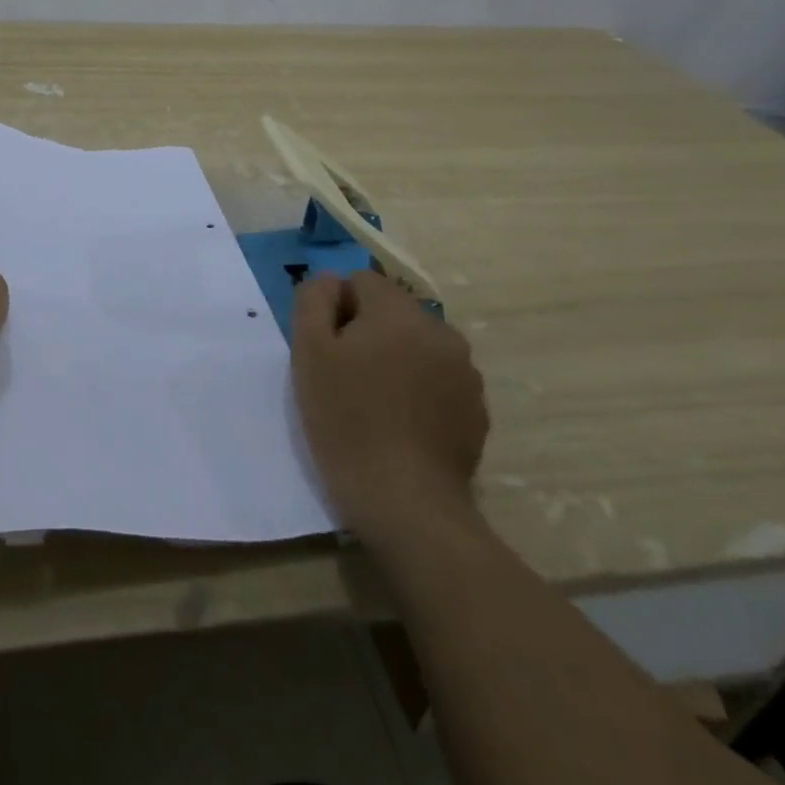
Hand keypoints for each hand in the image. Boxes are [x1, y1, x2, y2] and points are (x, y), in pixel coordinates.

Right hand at [292, 270, 487, 535]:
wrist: (405, 503)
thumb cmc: (347, 419)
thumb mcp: (308, 351)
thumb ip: (314, 300)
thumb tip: (330, 282)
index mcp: (399, 312)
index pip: (361, 281)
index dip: (337, 309)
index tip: (327, 350)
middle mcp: (440, 331)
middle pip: (391, 311)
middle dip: (367, 332)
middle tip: (345, 377)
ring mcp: (465, 372)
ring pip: (416, 345)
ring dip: (395, 359)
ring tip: (375, 403)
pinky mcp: (476, 410)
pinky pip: (438, 380)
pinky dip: (419, 390)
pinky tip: (401, 425)